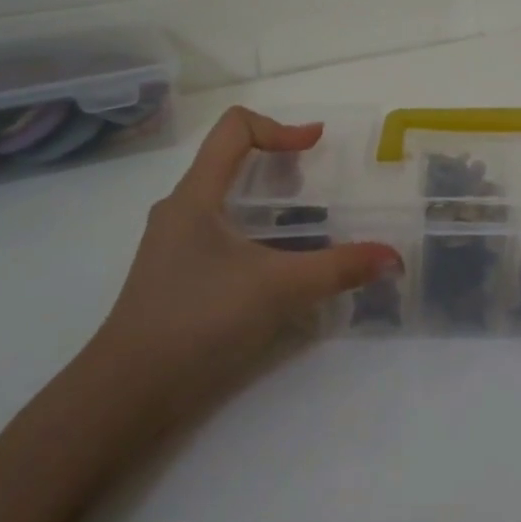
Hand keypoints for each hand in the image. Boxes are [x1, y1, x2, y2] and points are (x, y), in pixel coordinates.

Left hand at [86, 107, 399, 425]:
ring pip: (225, 202)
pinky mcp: (175, 277)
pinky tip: (278, 269)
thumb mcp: (278, 289)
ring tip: (306, 226)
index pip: (235, 129)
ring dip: (267, 202)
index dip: (280, 127)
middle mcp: (180, 210)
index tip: (317, 145)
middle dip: (278, 163)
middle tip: (318, 187)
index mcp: (195, 195)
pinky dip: (254, 234)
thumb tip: (393, 258)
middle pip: (230, 161)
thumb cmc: (198, 321)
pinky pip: (220, 235)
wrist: (127, 394)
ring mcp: (173, 246)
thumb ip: (339, 269)